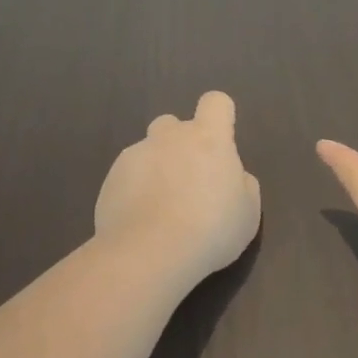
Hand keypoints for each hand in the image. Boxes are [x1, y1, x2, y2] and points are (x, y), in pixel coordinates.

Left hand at [95, 92, 260, 284]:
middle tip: (188, 182)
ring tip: (159, 209)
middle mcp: (170, 137)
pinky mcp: (110, 179)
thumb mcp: (248, 212)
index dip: (220, 116)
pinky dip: (133, 191)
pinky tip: (139, 222)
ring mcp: (135, 155)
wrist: (149, 254)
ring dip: (155, 169)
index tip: (221, 143)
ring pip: (147, 151)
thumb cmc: (211, 229)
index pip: (215, 102)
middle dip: (179, 144)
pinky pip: (126, 177)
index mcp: (208, 138)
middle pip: (173, 124)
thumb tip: (232, 176)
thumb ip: (242, 184)